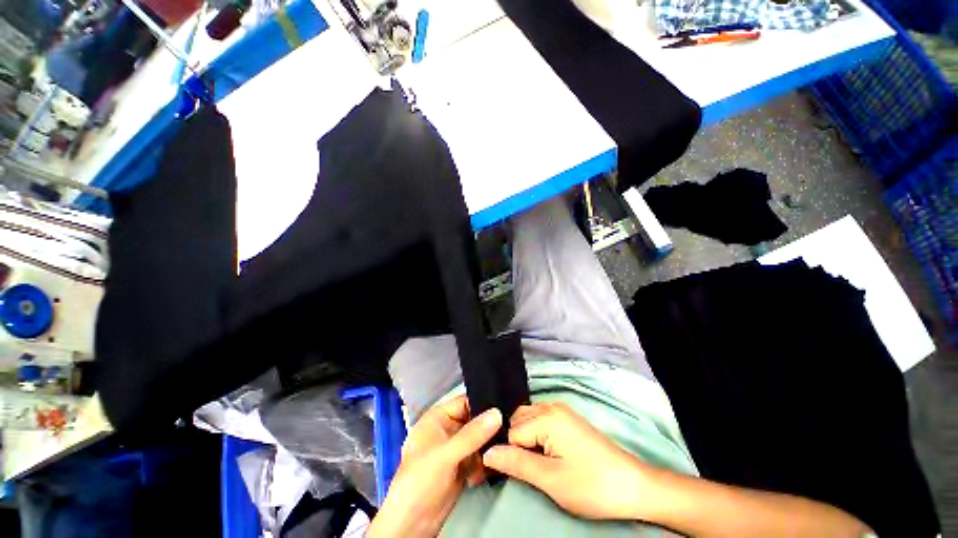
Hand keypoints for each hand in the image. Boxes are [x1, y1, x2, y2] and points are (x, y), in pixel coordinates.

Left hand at [368, 395, 501, 537]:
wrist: (412, 523)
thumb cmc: (421, 480)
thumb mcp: (446, 454)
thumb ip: (472, 434)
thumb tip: (497, 413)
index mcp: (439, 417)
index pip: (465, 402)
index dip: (483, 403)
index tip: (505, 408)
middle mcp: (448, 428)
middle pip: (474, 420)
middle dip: (489, 428)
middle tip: (509, 431)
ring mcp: (456, 448)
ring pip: (479, 439)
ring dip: (488, 447)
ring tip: (497, 454)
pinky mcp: (462, 465)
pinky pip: (480, 456)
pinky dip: (485, 462)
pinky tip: (485, 472)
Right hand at [482, 402, 650, 519]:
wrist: (634, 486)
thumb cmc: (592, 485)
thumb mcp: (550, 479)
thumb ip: (516, 463)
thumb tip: (487, 453)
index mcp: (546, 417)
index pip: (511, 432)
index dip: (510, 454)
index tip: (514, 474)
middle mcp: (552, 406)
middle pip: (518, 420)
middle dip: (516, 443)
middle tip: (527, 470)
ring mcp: (562, 411)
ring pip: (528, 419)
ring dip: (526, 439)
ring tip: (537, 464)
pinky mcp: (569, 419)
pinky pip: (541, 420)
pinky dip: (536, 435)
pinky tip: (545, 454)